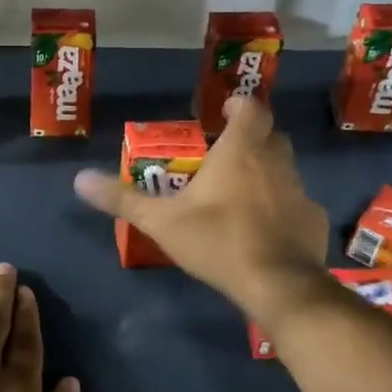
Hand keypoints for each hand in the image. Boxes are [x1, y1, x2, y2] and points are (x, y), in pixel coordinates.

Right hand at [73, 95, 330, 322]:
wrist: (278, 285)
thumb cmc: (218, 241)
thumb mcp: (161, 221)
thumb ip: (122, 199)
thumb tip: (79, 179)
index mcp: (240, 152)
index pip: (251, 109)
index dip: (239, 105)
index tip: (225, 112)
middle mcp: (275, 162)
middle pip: (270, 136)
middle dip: (251, 138)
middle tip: (226, 153)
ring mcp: (299, 191)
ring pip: (285, 168)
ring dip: (266, 172)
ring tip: (242, 192)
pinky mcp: (312, 220)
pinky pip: (296, 203)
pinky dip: (282, 207)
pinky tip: (266, 229)